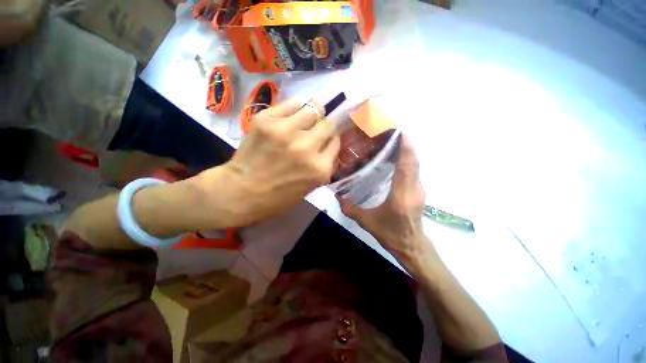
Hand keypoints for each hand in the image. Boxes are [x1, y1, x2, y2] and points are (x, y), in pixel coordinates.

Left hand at [203, 100, 339, 225]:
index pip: (335, 141)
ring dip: (313, 112)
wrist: (241, 192)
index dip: (332, 138)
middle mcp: (307, 148)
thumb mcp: (311, 186)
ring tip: (307, 116)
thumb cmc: (278, 197)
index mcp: (320, 169)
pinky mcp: (267, 120)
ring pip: (313, 108)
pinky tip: (292, 114)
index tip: (326, 137)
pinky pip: (291, 104)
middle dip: (325, 125)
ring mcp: (287, 132)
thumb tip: (330, 144)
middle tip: (317, 127)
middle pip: (328, 124)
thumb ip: (324, 164)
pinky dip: (295, 107)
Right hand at [339, 134, 427, 260]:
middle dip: (405, 142)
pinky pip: (414, 169)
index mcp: (402, 194)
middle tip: (392, 131)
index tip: (400, 130)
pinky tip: (395, 157)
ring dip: (407, 150)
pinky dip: (407, 159)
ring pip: (415, 163)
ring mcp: (419, 188)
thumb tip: (337, 196)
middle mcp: (414, 188)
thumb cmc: (391, 235)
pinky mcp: (418, 190)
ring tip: (392, 140)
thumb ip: (351, 209)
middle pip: (413, 159)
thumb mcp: (367, 222)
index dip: (406, 145)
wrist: (412, 246)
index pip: (407, 164)